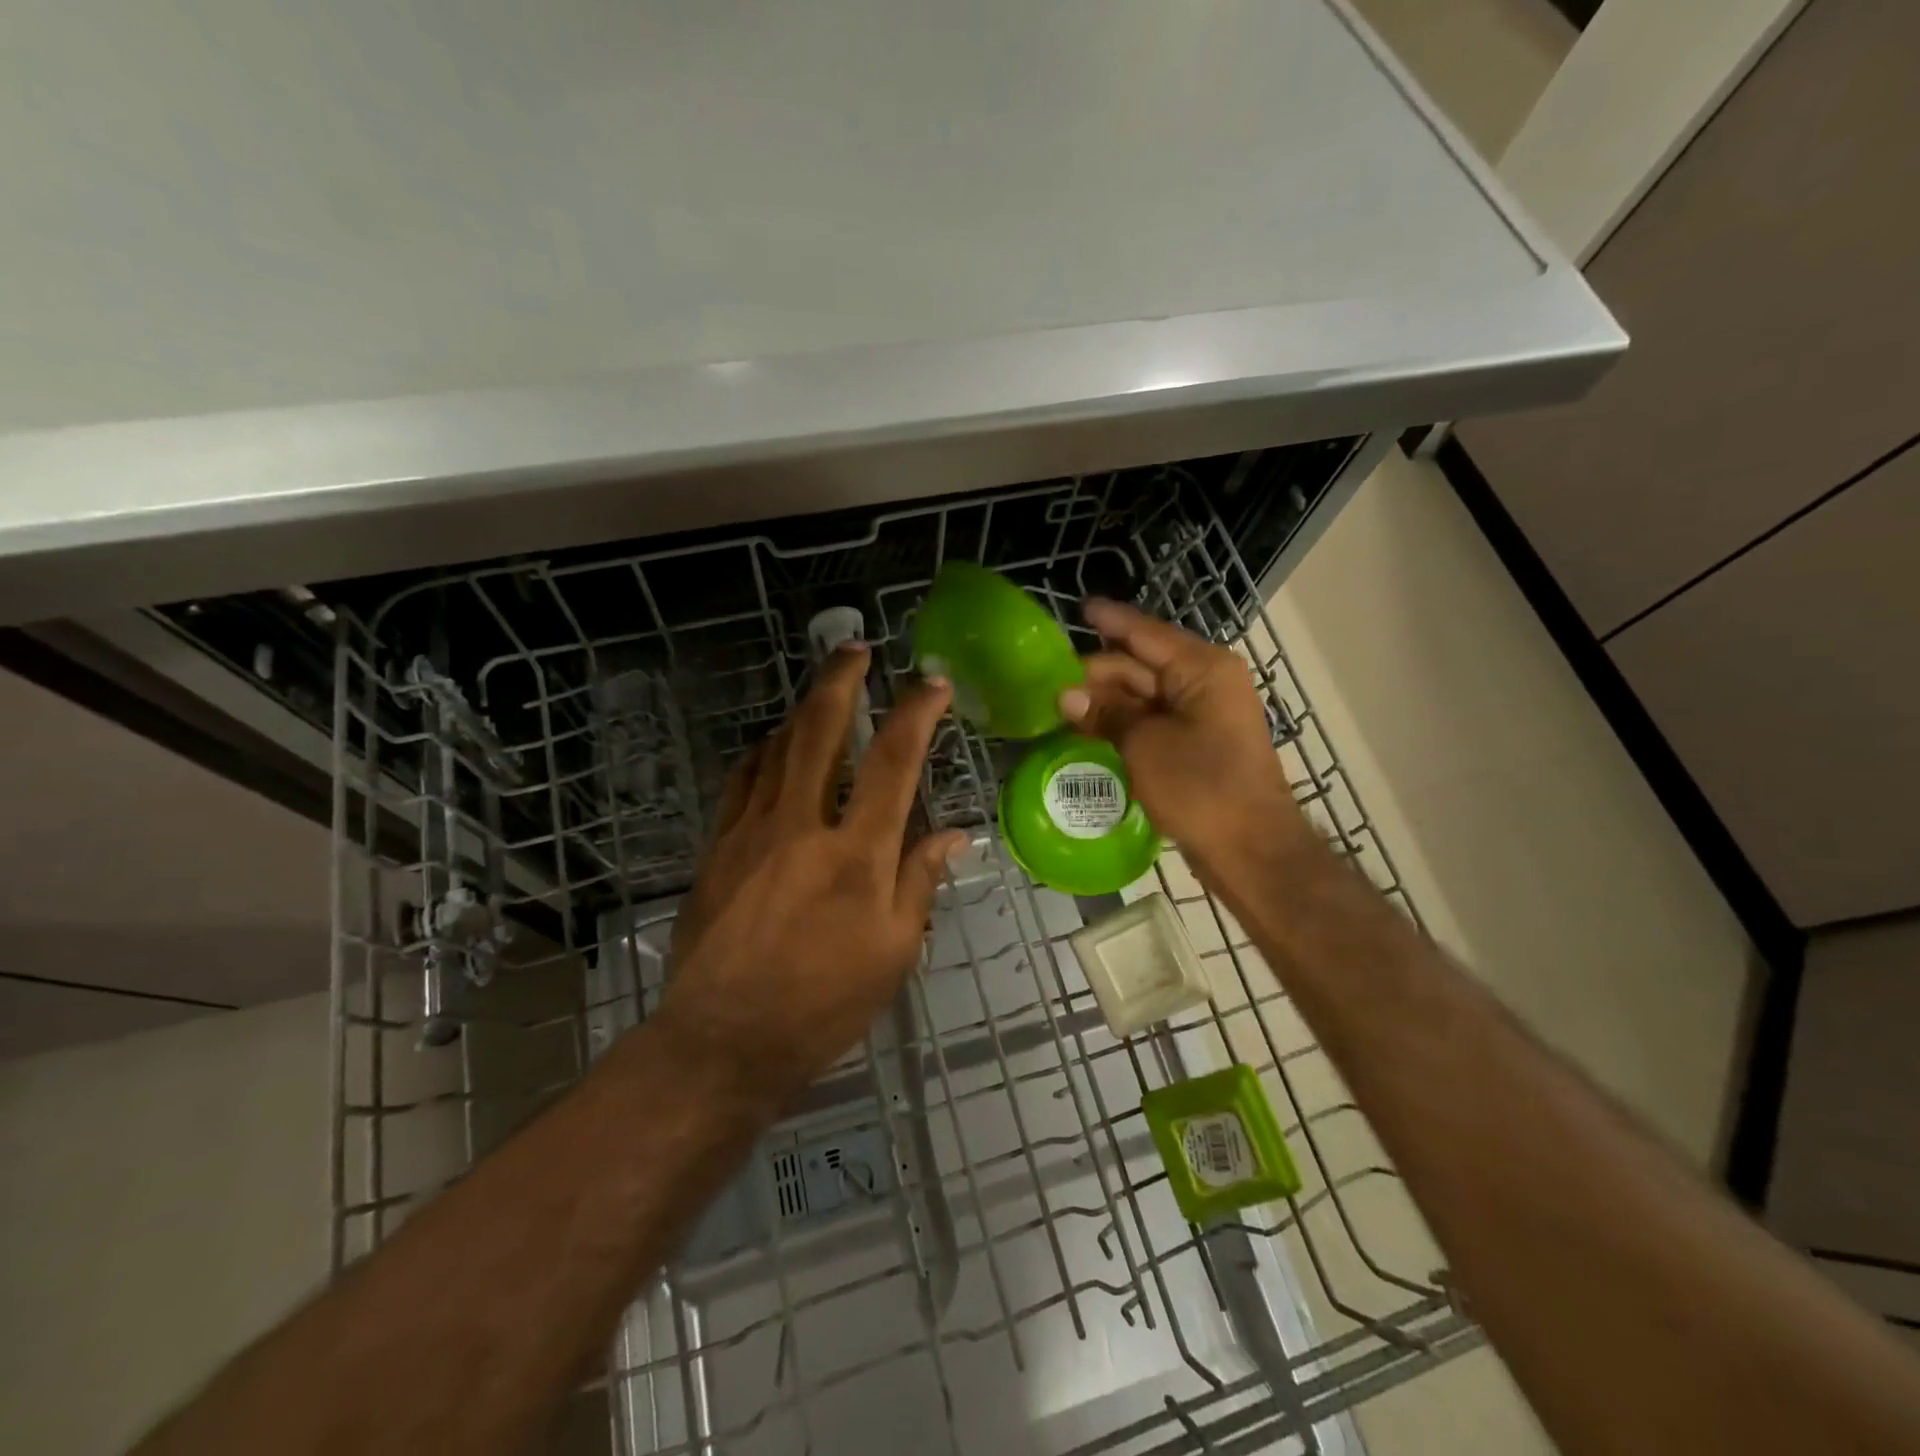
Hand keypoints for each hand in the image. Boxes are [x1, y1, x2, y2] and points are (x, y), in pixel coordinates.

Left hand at [655, 646, 965, 1112]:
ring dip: (803, 709)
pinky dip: (764, 752)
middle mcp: (802, 826)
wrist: (724, 1039)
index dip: (916, 714)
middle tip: (855, 649)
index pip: (894, 763)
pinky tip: (774, 746)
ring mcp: (752, 831)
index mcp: (856, 854)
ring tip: (823, 691)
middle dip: (840, 680)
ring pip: (778, 747)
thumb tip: (953, 836)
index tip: (933, 683)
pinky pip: (743, 780)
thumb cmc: (823, 1003)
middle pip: (821, 732)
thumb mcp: (893, 952)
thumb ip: (920, 882)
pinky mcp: (718, 846)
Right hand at [1059, 599, 1309, 877]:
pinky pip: (1152, 721)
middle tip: (1050, 681)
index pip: (1146, 634)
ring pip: (1145, 695)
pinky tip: (1089, 729)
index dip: (1111, 621)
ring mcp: (1203, 714)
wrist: (1250, 850)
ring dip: (1106, 701)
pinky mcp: (1197, 744)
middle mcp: (1206, 682)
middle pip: (1142, 665)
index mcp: (1202, 669)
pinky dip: (1122, 723)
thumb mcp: (1145, 745)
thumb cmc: (1201, 788)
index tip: (1080, 608)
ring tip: (1060, 706)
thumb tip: (1065, 695)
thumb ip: (1106, 714)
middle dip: (1097, 672)